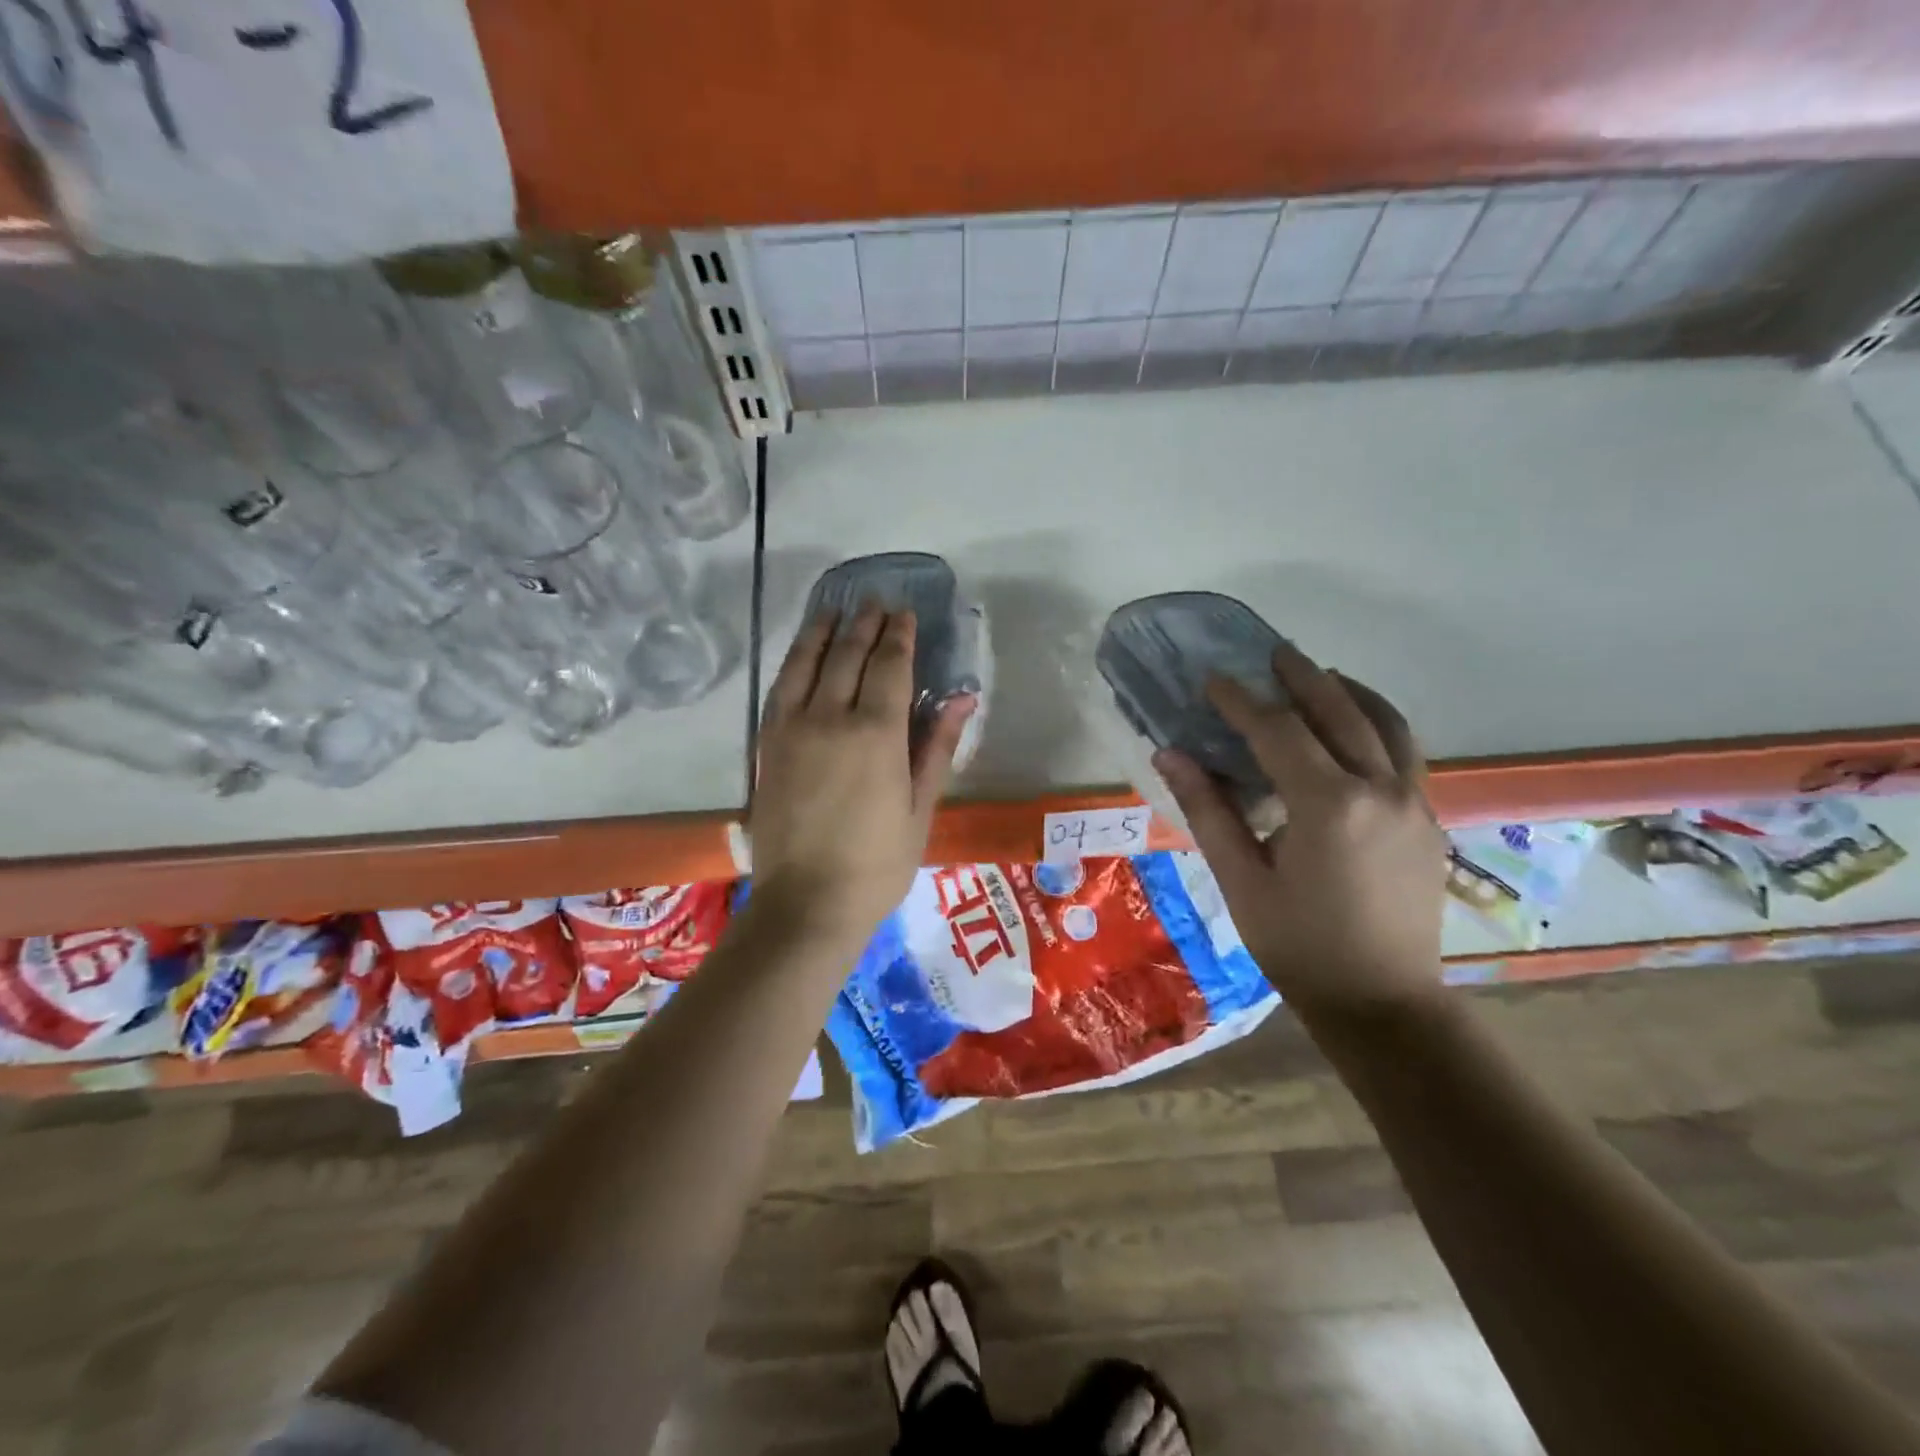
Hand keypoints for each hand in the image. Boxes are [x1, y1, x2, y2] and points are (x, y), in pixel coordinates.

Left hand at [751, 604, 973, 943]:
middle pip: (847, 655)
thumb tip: (962, 698)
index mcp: (876, 733)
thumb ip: (937, 746)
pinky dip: (793, 662)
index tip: (904, 612)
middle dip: (864, 624)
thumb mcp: (920, 807)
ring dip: (823, 632)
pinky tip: (801, 654)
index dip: (898, 635)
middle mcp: (830, 717)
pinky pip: (779, 688)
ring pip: (806, 663)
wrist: (807, 904)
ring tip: (834, 610)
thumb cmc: (878, 862)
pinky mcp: (768, 746)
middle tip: (875, 602)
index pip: (889, 665)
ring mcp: (792, 729)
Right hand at [1155, 642, 1446, 1016]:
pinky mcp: (1427, 819)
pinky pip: (1405, 751)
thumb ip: (1208, 809)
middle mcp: (1378, 789)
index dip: (1240, 701)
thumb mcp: (1240, 879)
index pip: (1277, 730)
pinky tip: (1356, 728)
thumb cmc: (1298, 945)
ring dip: (1350, 692)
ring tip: (1320, 676)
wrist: (1383, 1003)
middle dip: (1301, 677)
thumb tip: (1170, 754)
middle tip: (1271, 653)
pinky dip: (1379, 723)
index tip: (1213, 679)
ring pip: (1386, 724)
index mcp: (1327, 804)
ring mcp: (1413, 802)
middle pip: (1339, 711)